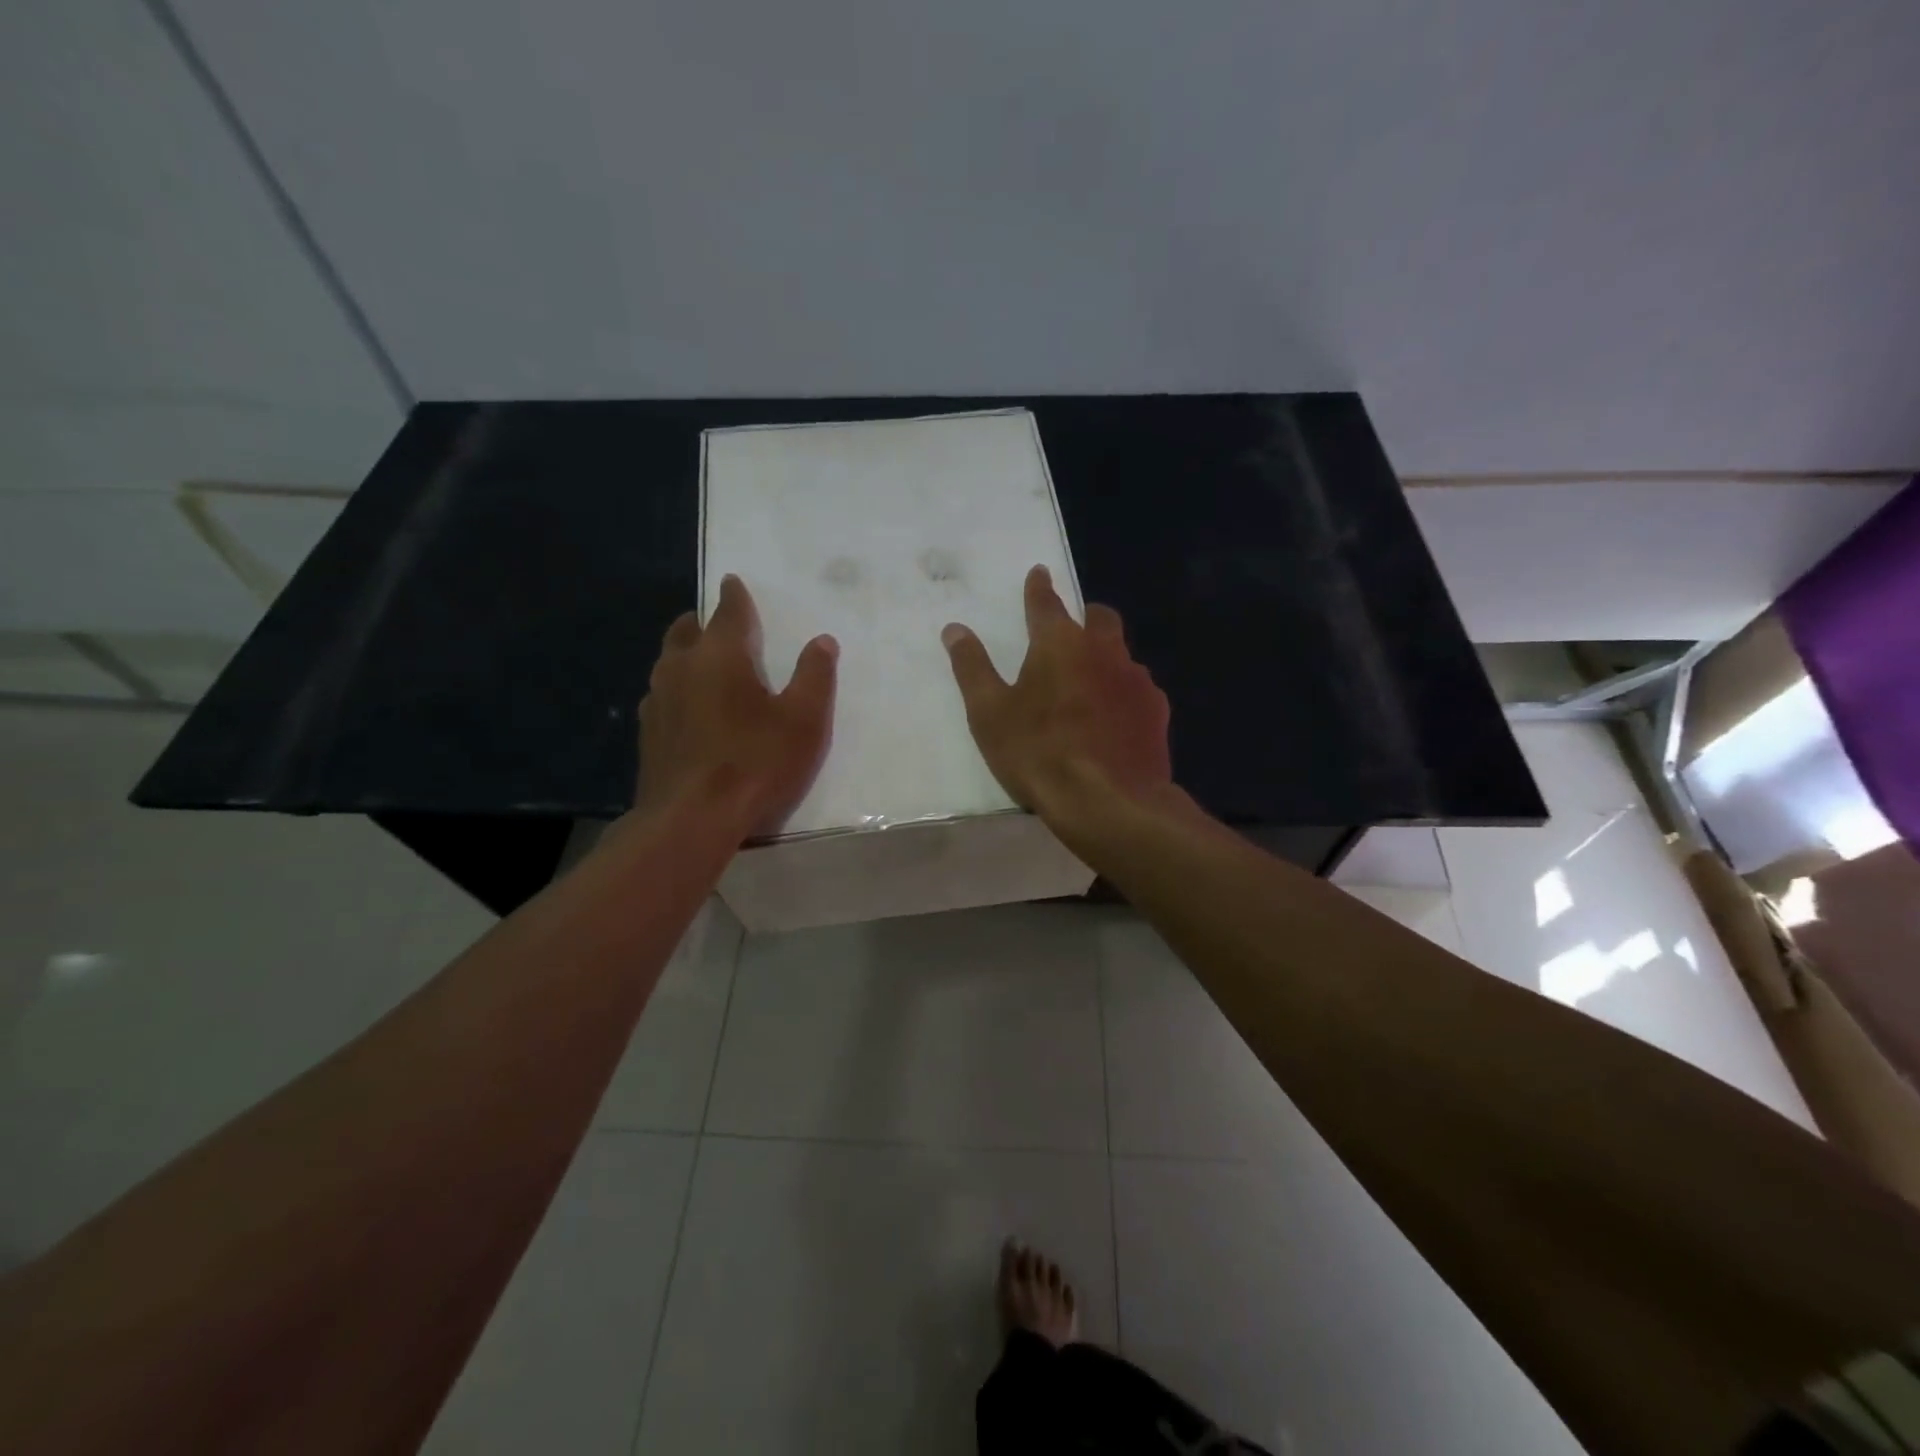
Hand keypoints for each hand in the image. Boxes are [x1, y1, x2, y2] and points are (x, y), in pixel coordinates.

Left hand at [637, 575, 837, 837]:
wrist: (691, 818)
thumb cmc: (756, 762)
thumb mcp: (804, 720)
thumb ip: (815, 676)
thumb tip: (822, 640)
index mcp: (721, 656)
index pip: (728, 612)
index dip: (734, 596)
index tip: (733, 581)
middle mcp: (681, 667)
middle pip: (687, 630)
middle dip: (703, 622)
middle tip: (717, 622)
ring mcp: (657, 700)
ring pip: (669, 662)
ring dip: (686, 654)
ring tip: (703, 662)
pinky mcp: (648, 732)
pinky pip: (662, 695)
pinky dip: (677, 689)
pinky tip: (688, 709)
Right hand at [942, 565, 1171, 816]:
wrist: (1108, 802)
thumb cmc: (1039, 753)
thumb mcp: (990, 713)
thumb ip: (972, 668)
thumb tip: (954, 629)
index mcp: (1060, 643)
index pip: (1046, 602)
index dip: (1038, 587)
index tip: (1038, 573)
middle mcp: (1104, 650)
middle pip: (1099, 618)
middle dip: (1084, 616)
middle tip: (1069, 631)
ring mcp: (1136, 680)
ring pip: (1121, 654)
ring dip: (1104, 658)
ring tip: (1088, 685)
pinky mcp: (1156, 711)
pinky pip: (1137, 689)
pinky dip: (1121, 693)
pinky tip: (1112, 719)